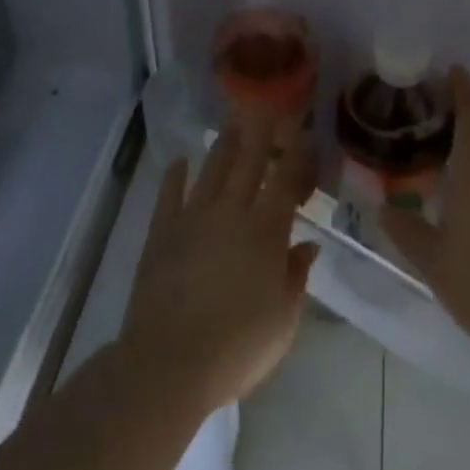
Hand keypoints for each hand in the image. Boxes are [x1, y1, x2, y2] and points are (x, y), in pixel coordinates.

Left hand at [120, 113, 319, 414]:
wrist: (168, 364)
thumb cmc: (237, 347)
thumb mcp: (283, 320)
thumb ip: (296, 276)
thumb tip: (308, 244)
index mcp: (266, 232)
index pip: (286, 182)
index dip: (297, 155)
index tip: (304, 133)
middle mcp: (231, 213)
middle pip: (249, 162)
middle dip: (261, 131)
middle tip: (266, 104)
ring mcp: (193, 219)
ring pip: (212, 170)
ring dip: (224, 144)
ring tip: (232, 121)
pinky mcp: (162, 233)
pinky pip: (169, 195)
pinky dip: (175, 176)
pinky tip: (179, 161)